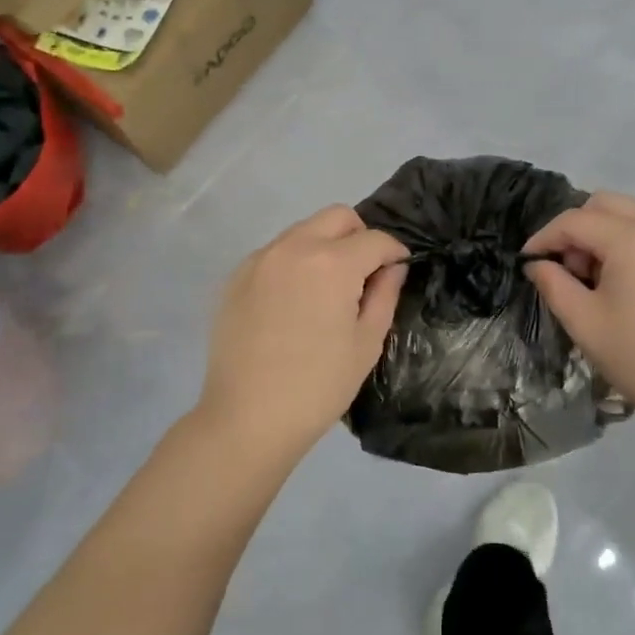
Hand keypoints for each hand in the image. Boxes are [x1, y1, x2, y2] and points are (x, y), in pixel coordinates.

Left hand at [196, 205, 409, 458]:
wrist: (247, 418)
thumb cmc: (318, 386)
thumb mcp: (366, 343)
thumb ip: (385, 295)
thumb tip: (392, 268)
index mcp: (332, 263)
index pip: (375, 239)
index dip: (395, 252)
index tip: (399, 270)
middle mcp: (293, 247)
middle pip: (337, 217)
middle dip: (359, 236)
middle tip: (364, 274)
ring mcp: (260, 259)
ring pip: (303, 231)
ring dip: (324, 246)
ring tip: (326, 289)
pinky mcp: (235, 277)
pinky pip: (275, 253)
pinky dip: (293, 263)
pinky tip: (293, 302)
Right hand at [522, 192, 634, 434]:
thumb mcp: (584, 323)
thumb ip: (553, 284)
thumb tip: (538, 264)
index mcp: (632, 238)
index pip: (574, 220)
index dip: (544, 237)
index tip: (527, 261)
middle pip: (605, 206)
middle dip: (576, 230)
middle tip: (568, 271)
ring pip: (630, 218)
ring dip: (603, 238)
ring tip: (597, 284)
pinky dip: (629, 248)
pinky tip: (627, 289)